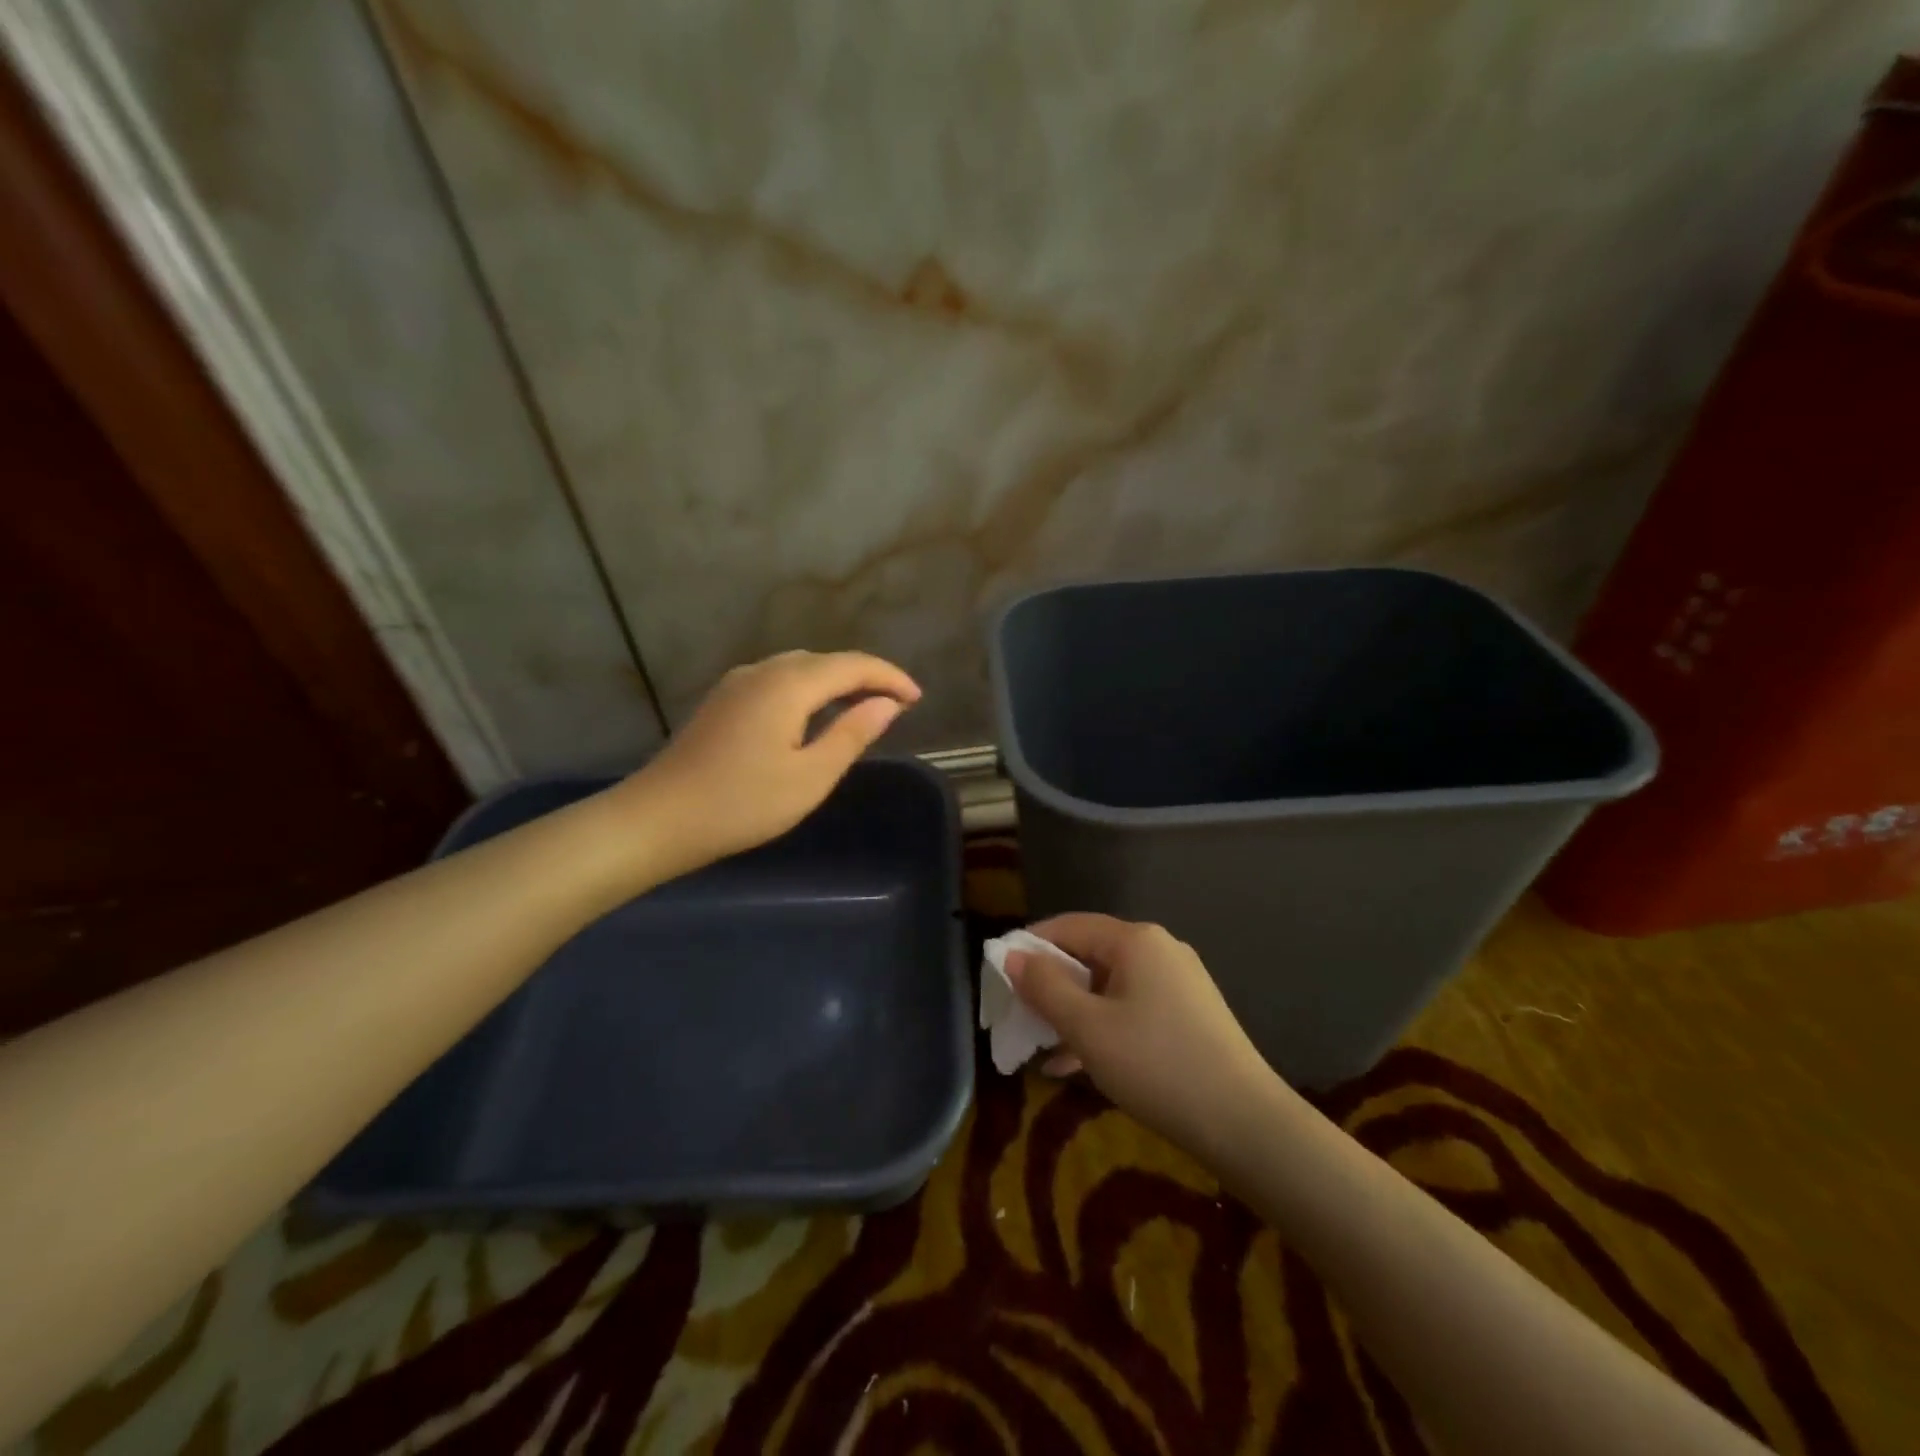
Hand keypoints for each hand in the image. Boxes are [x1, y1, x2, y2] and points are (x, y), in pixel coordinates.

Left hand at [617, 650, 919, 872]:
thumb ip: (852, 734)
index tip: (917, 699)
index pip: (853, 665)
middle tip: (896, 705)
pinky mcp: (723, 701)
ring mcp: (737, 684)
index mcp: (789, 685)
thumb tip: (886, 704)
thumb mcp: (810, 776)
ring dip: (836, 681)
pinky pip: (779, 680)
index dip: (890, 677)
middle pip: (826, 661)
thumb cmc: (742, 804)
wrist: (659, 819)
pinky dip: (808, 689)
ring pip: (800, 668)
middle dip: (866, 676)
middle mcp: (763, 671)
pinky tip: (813, 714)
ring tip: (862, 707)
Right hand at [1005, 914, 1282, 1159]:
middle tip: (1018, 1014)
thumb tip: (1012, 955)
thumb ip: (1045, 987)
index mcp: (1135, 941)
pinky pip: (1131, 1008)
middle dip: (1051, 984)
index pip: (1069, 926)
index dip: (1030, 945)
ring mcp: (1178, 982)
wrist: (1245, 1124)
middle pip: (1089, 955)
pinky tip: (1077, 1064)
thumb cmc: (1156, 1065)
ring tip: (1041, 1045)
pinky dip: (1102, 1027)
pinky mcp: (1189, 1015)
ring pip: (1109, 986)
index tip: (999, 973)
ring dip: (1073, 1011)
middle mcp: (1159, 950)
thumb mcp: (1088, 1028)